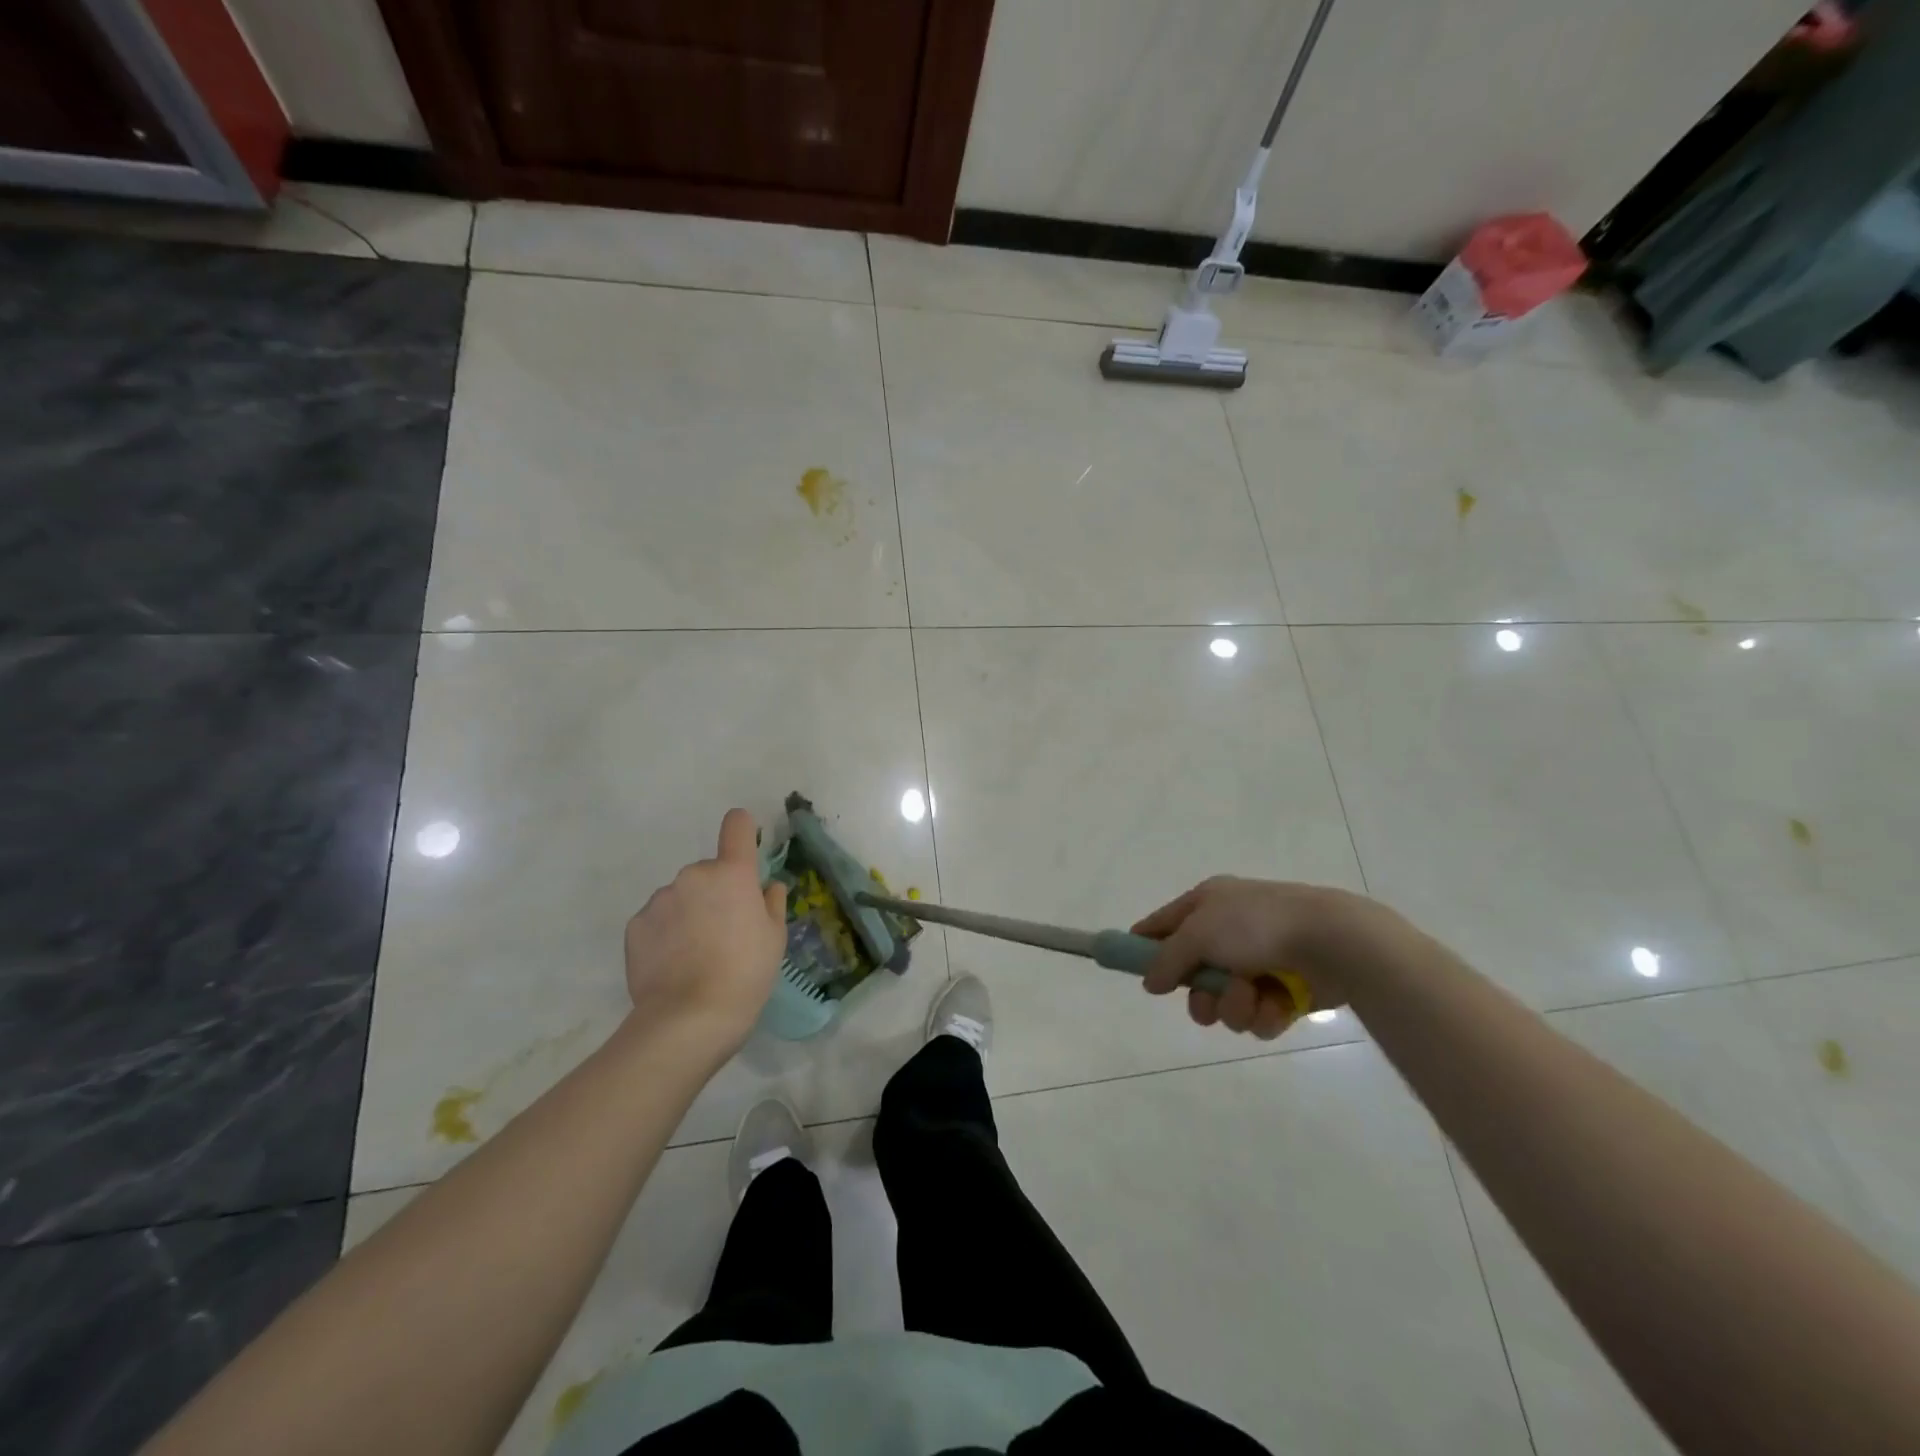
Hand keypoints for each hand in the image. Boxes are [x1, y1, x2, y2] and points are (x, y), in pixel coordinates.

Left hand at [624, 809, 788, 1049]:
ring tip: (695, 955)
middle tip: (724, 932)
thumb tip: (767, 887)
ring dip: (689, 913)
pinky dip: (666, 933)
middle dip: (716, 893)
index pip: (736, 825)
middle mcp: (693, 875)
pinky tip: (673, 965)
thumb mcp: (775, 939)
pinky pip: (657, 919)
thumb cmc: (745, 973)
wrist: (688, 1019)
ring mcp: (660, 899)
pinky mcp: (635, 925)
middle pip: (709, 872)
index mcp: (732, 873)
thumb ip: (772, 904)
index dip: (742, 830)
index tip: (745, 849)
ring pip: (681, 896)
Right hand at [1132, 877, 1406, 1038]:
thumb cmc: (1256, 925)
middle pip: (1193, 974)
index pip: (1164, 923)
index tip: (1127, 966)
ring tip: (1252, 996)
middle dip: (1199, 995)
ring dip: (1233, 1006)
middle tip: (1205, 1001)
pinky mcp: (1286, 992)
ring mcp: (1259, 962)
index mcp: (1209, 903)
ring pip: (1225, 1001)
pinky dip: (1264, 1014)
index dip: (1144, 944)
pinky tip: (1276, 1006)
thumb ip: (1167, 959)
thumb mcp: (1198, 933)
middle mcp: (1231, 931)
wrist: (1331, 941)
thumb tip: (1149, 981)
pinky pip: (1258, 1015)